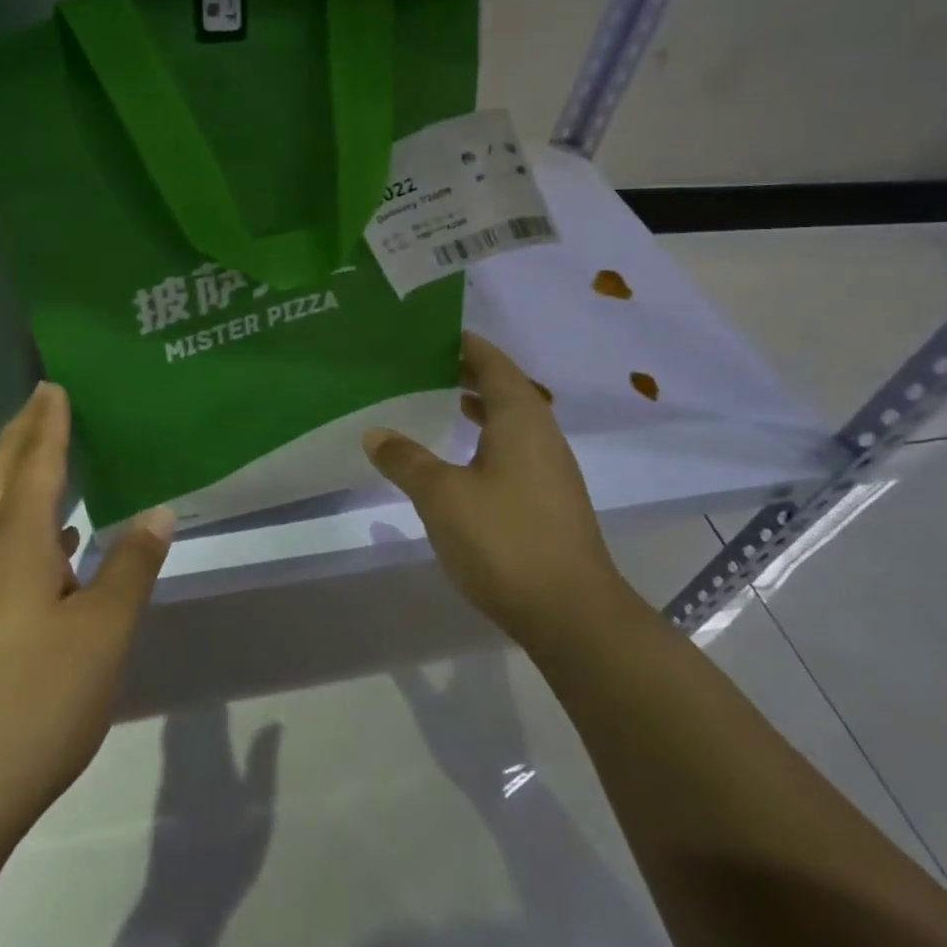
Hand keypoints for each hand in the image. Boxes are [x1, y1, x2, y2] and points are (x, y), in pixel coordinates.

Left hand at [0, 382, 175, 832]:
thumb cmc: (36, 698)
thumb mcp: (102, 629)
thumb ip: (131, 566)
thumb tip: (158, 511)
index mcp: (16, 543)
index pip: (37, 464)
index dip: (48, 424)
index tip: (52, 386)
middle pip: (1, 477)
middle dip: (20, 436)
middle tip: (38, 400)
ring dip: (17, 476)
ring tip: (44, 458)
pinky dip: (23, 526)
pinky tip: (52, 547)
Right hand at [361, 332, 624, 650]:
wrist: (572, 614)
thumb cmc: (504, 539)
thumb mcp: (441, 495)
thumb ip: (406, 460)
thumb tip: (375, 433)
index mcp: (520, 418)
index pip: (492, 363)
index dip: (466, 345)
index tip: (435, 333)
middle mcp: (542, 434)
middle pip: (505, 388)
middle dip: (469, 374)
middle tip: (427, 365)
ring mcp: (551, 469)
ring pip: (512, 421)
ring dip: (480, 406)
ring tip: (442, 401)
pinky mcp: (551, 500)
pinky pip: (516, 449)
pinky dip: (488, 438)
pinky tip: (464, 459)